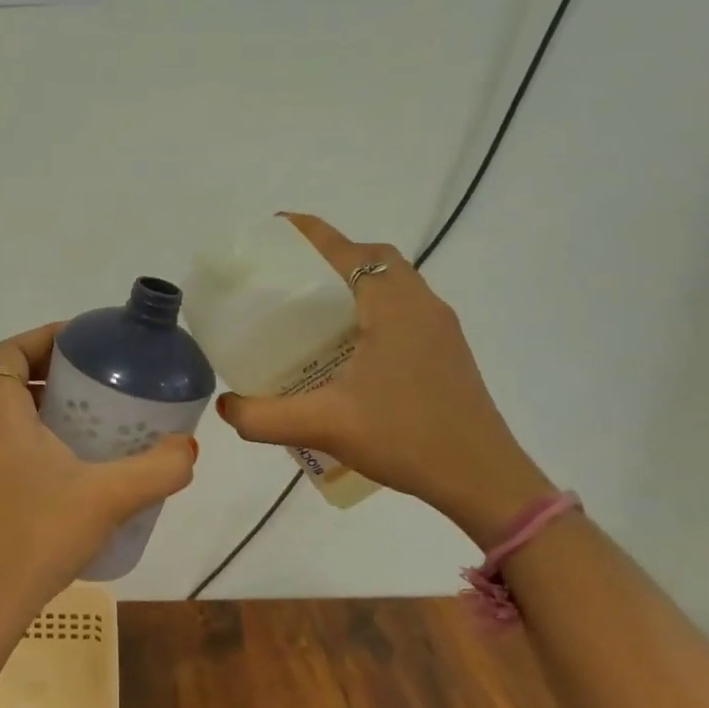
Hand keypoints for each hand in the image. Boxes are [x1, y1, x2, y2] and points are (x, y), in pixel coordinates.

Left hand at [0, 323, 197, 631]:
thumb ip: (158, 469)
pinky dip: (10, 429)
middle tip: (72, 376)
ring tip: (63, 410)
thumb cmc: (39, 535)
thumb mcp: (110, 497)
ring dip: (15, 395)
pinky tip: (52, 458)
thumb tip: (188, 448)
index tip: (82, 341)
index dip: (41, 337)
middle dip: (28, 362)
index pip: (7, 351)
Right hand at [214, 213, 553, 544]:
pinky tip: (348, 347)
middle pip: (372, 258)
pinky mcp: (446, 350)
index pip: (346, 250)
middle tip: (290, 278)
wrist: (483, 479)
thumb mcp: (324, 426)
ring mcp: (440, 327)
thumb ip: (263, 417)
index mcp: (393, 305)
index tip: (275, 228)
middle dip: (331, 256)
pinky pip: (403, 308)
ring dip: (354, 282)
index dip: (309, 233)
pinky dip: (371, 307)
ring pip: (392, 283)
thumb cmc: (407, 438)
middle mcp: (421, 304)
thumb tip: (225, 406)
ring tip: (313, 310)